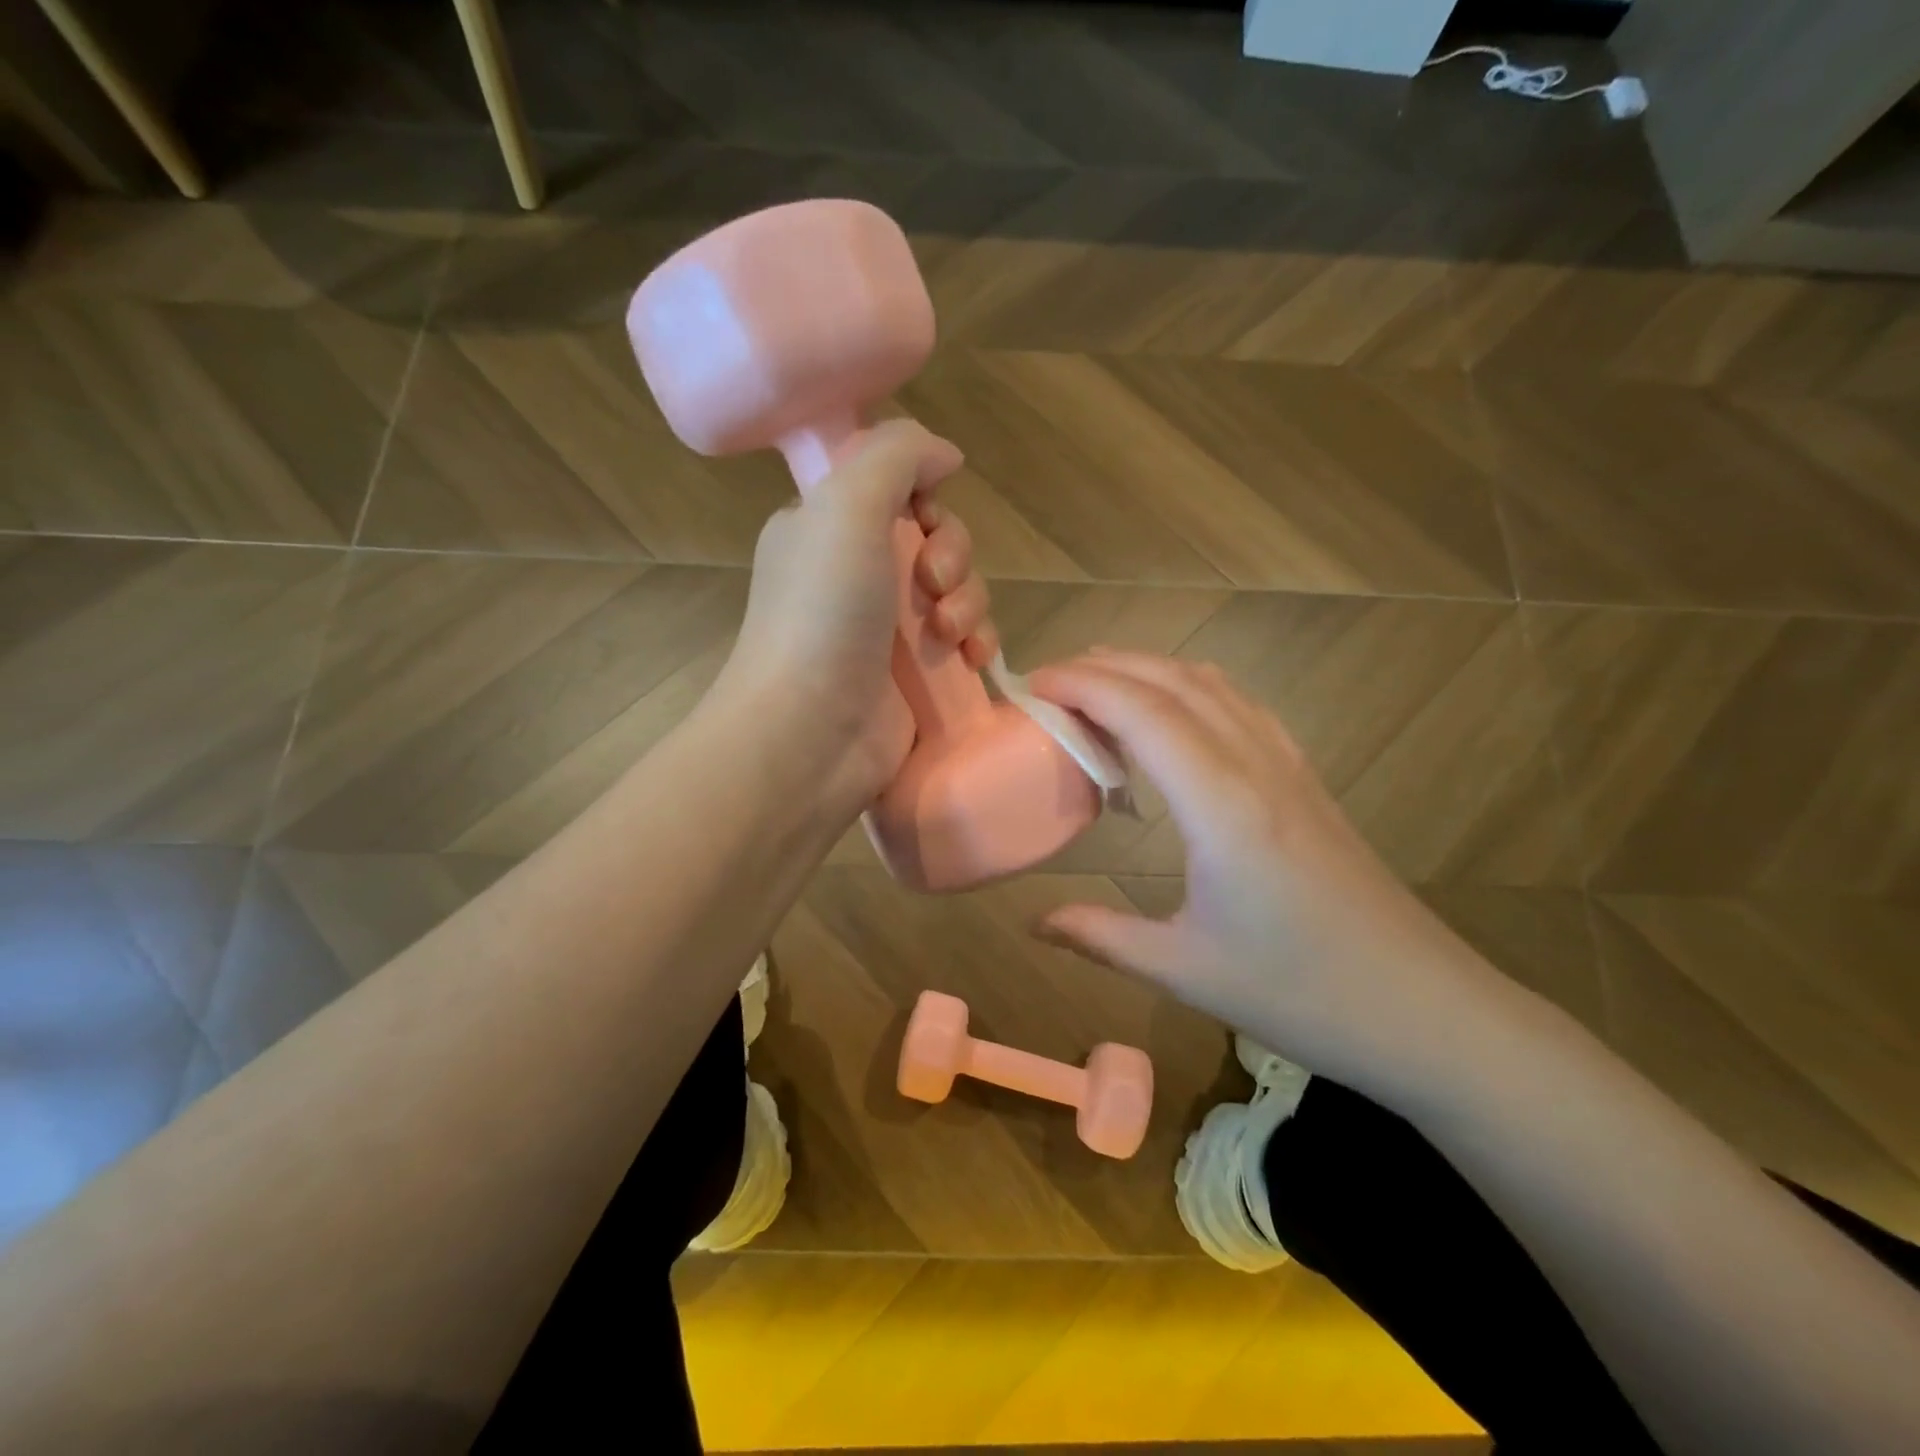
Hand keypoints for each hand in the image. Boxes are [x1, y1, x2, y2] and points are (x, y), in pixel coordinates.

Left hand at [718, 420, 999, 822]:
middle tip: (932, 585)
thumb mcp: (846, 505)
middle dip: (952, 556)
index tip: (924, 519)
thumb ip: (896, 457)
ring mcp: (887, 630)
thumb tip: (945, 455)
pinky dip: (978, 641)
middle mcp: (856, 574)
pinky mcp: (917, 676)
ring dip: (969, 602)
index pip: (894, 490)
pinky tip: (975, 659)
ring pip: (959, 591)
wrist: (810, 732)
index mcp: (827, 528)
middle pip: (936, 540)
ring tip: (947, 635)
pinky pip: (966, 640)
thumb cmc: (823, 613)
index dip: (923, 499)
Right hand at [1028, 652, 1510, 1096]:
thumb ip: (1100, 936)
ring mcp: (1288, 767)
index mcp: (1220, 804)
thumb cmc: (1300, 994)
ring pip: (1213, 685)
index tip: (1032, 684)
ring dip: (1151, 670)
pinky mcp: (1306, 781)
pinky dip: (1192, 689)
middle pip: (1174, 681)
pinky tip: (1175, 714)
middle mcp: (1254, 766)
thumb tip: (1033, 923)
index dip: (1082, 685)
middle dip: (1106, 666)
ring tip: (1099, 684)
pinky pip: (1241, 707)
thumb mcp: (1185, 970)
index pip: (1141, 712)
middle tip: (1051, 682)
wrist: (1425, 1011)